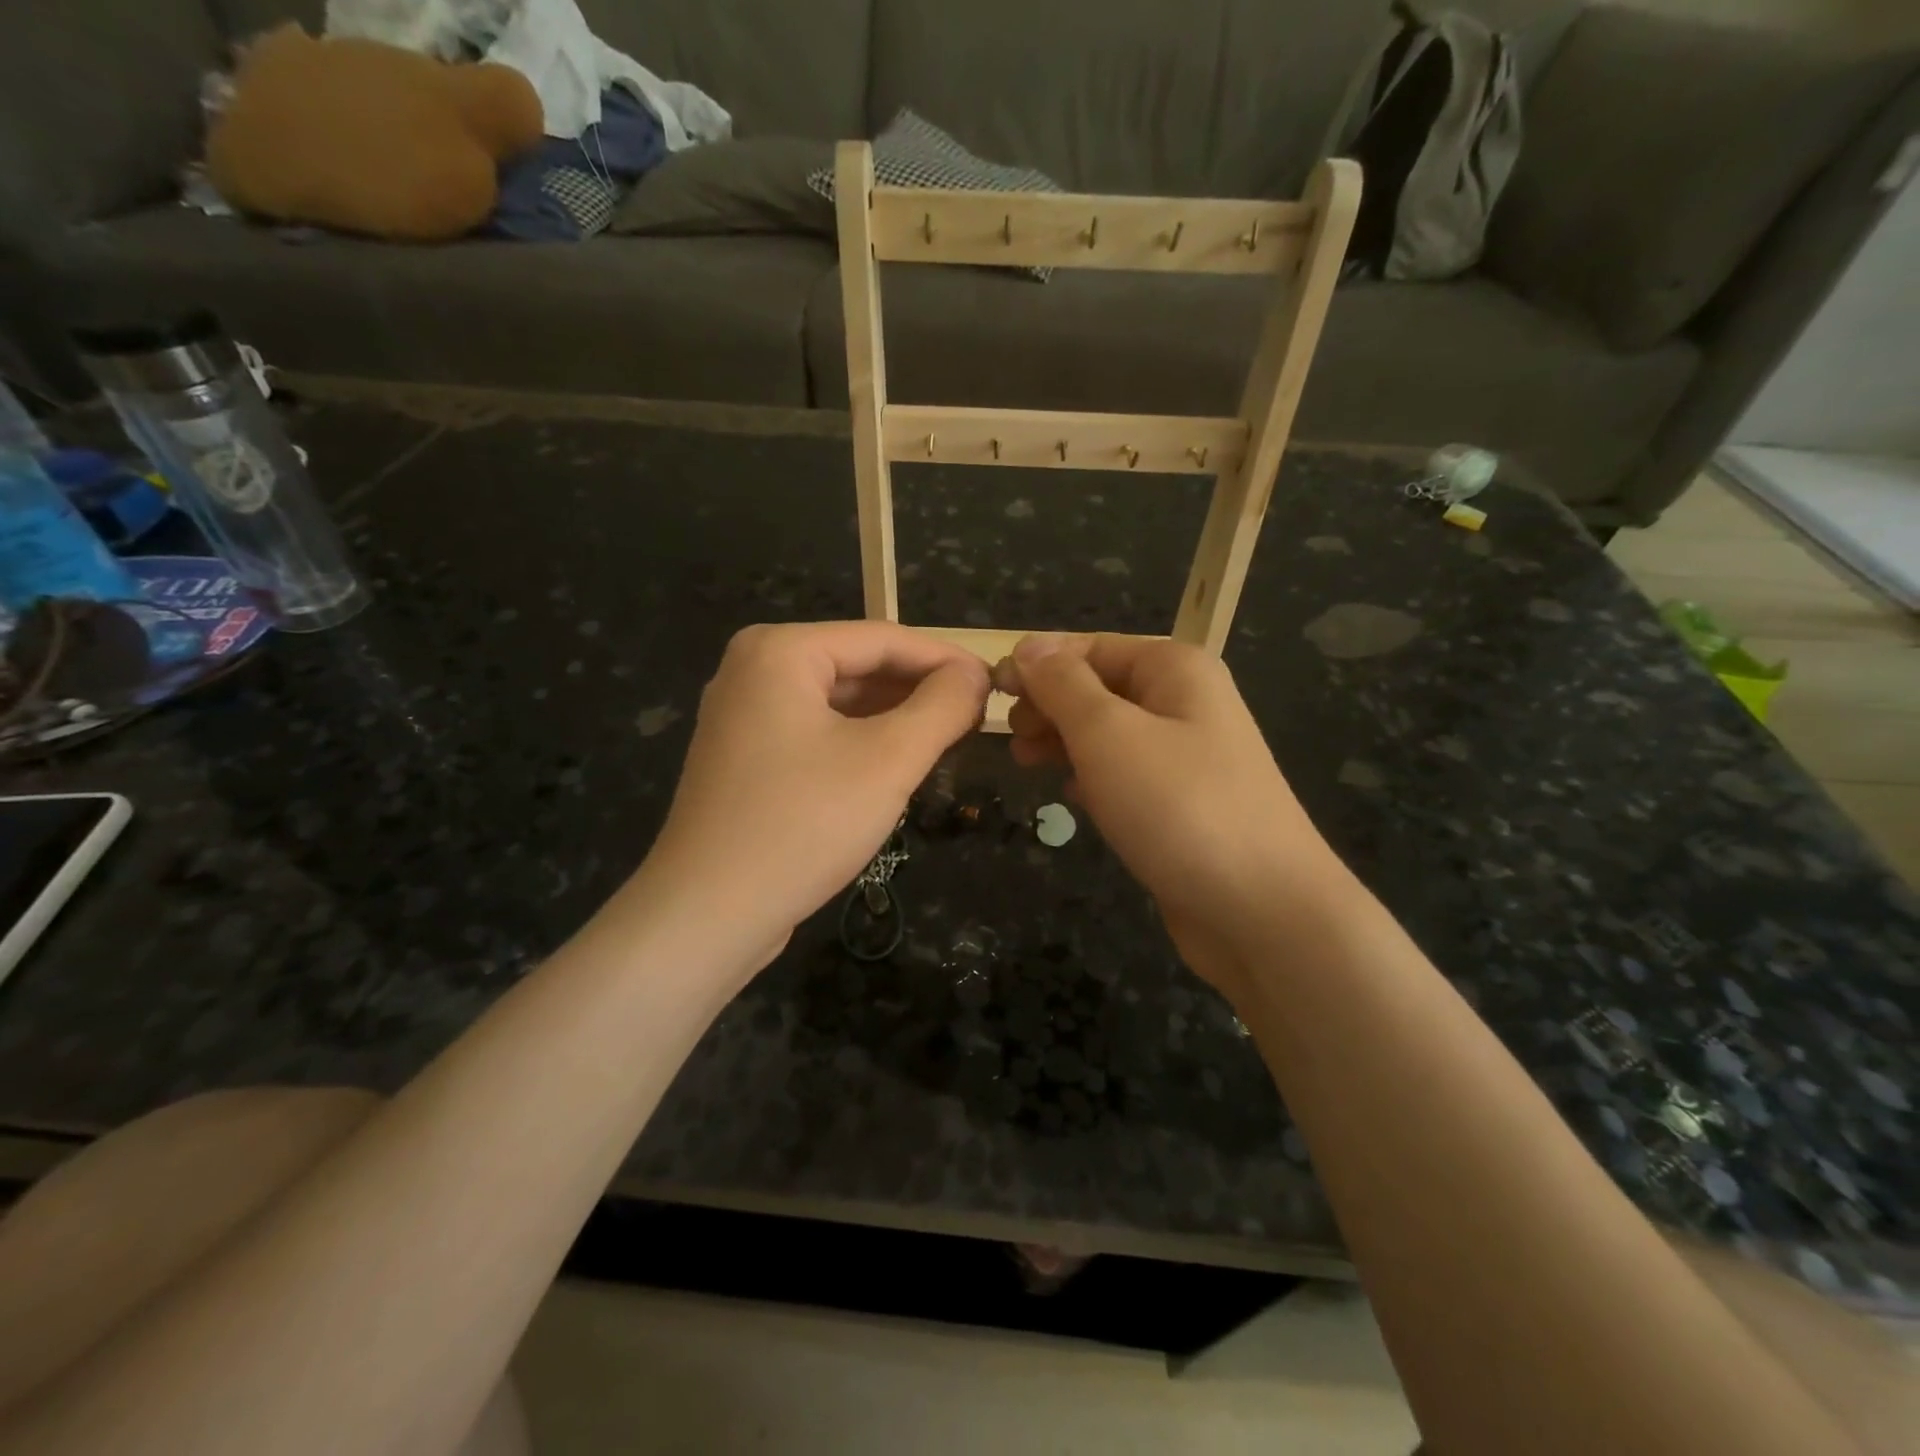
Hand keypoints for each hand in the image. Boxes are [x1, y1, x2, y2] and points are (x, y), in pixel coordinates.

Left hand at [628, 622, 988, 970]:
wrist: (708, 914)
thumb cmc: (802, 824)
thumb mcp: (888, 760)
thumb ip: (941, 706)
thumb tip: (976, 674)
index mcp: (780, 651)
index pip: (883, 639)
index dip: (947, 660)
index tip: (997, 683)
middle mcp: (755, 669)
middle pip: (859, 666)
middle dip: (920, 691)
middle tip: (979, 716)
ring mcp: (745, 715)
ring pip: (840, 702)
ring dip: (896, 718)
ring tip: (950, 738)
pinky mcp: (747, 757)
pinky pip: (818, 732)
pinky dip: (862, 742)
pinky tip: (899, 763)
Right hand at [996, 633, 1346, 994]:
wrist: (1261, 910)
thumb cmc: (1177, 806)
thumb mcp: (1108, 733)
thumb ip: (1063, 685)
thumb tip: (1030, 645)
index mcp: (1174, 669)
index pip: (1089, 648)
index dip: (1038, 666)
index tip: (992, 694)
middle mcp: (1185, 702)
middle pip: (1099, 688)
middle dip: (1050, 707)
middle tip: (1012, 739)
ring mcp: (1188, 756)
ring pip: (1109, 734)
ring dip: (1065, 743)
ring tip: (1026, 764)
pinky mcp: (1184, 804)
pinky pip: (1127, 775)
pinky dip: (1094, 779)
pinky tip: (1073, 799)